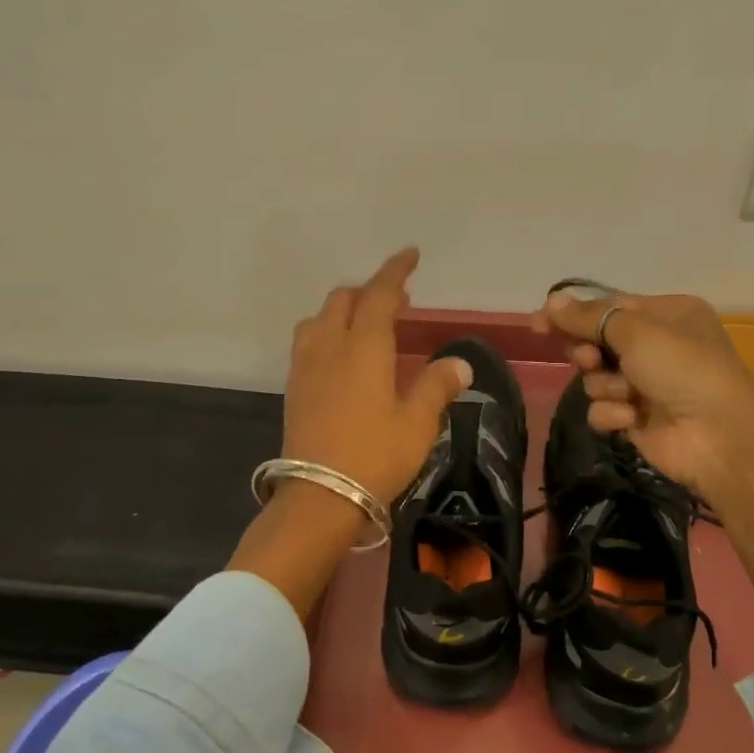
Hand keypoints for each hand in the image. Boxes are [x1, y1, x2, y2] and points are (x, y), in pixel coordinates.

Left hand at [283, 248, 473, 504]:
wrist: (319, 497)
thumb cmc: (375, 456)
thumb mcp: (417, 424)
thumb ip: (437, 386)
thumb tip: (459, 364)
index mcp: (365, 346)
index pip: (379, 294)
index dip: (395, 271)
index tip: (410, 255)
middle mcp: (330, 345)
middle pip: (343, 299)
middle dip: (369, 290)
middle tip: (396, 301)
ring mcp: (306, 365)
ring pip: (319, 317)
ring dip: (342, 309)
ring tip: (365, 324)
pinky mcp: (294, 387)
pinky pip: (308, 341)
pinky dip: (326, 331)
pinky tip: (340, 356)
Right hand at [532, 287, 753, 508]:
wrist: (719, 438)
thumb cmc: (683, 369)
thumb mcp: (636, 332)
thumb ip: (588, 317)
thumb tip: (551, 300)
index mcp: (667, 315)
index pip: (609, 307)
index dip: (572, 314)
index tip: (538, 323)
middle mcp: (657, 346)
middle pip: (598, 341)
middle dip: (589, 352)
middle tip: (590, 359)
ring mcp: (646, 385)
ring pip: (596, 377)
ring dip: (607, 385)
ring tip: (627, 394)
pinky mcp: (637, 418)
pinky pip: (603, 408)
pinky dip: (613, 413)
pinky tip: (632, 419)